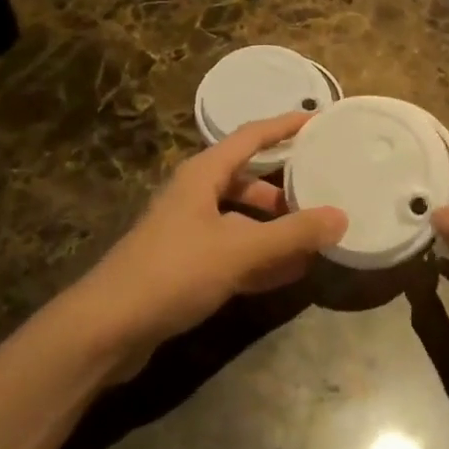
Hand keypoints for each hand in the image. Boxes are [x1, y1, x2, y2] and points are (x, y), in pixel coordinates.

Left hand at [73, 114, 347, 369]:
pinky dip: (259, 258)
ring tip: (313, 239)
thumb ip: (291, 234)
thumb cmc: (173, 272)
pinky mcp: (184, 265)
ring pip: (241, 219)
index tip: (318, 120)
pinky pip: (232, 251)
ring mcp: (188, 231)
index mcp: (203, 174)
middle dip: (283, 188)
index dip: (284, 126)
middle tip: (322, 191)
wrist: (107, 328)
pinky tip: (287, 274)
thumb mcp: (238, 250)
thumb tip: (341, 216)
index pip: (251, 136)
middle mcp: (195, 194)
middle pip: (247, 179)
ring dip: (274, 228)